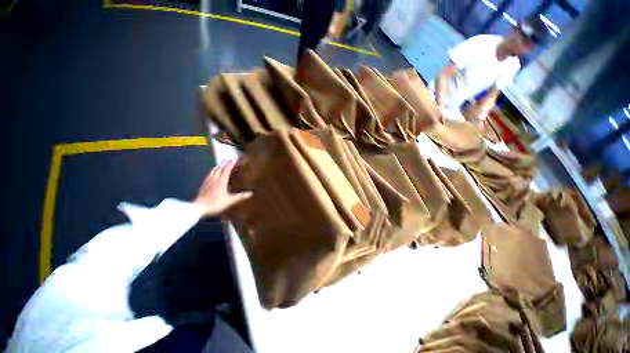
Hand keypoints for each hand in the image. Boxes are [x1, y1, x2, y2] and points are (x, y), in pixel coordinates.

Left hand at [194, 159, 252, 216]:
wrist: (198, 208)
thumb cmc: (215, 205)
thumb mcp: (230, 201)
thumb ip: (240, 197)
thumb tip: (251, 194)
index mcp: (221, 182)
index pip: (227, 169)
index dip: (232, 163)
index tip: (236, 158)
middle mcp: (214, 179)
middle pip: (220, 168)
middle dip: (226, 163)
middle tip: (231, 159)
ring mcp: (208, 181)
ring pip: (214, 170)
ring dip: (219, 165)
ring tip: (223, 163)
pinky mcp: (204, 184)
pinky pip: (210, 174)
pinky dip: (214, 170)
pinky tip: (213, 173)